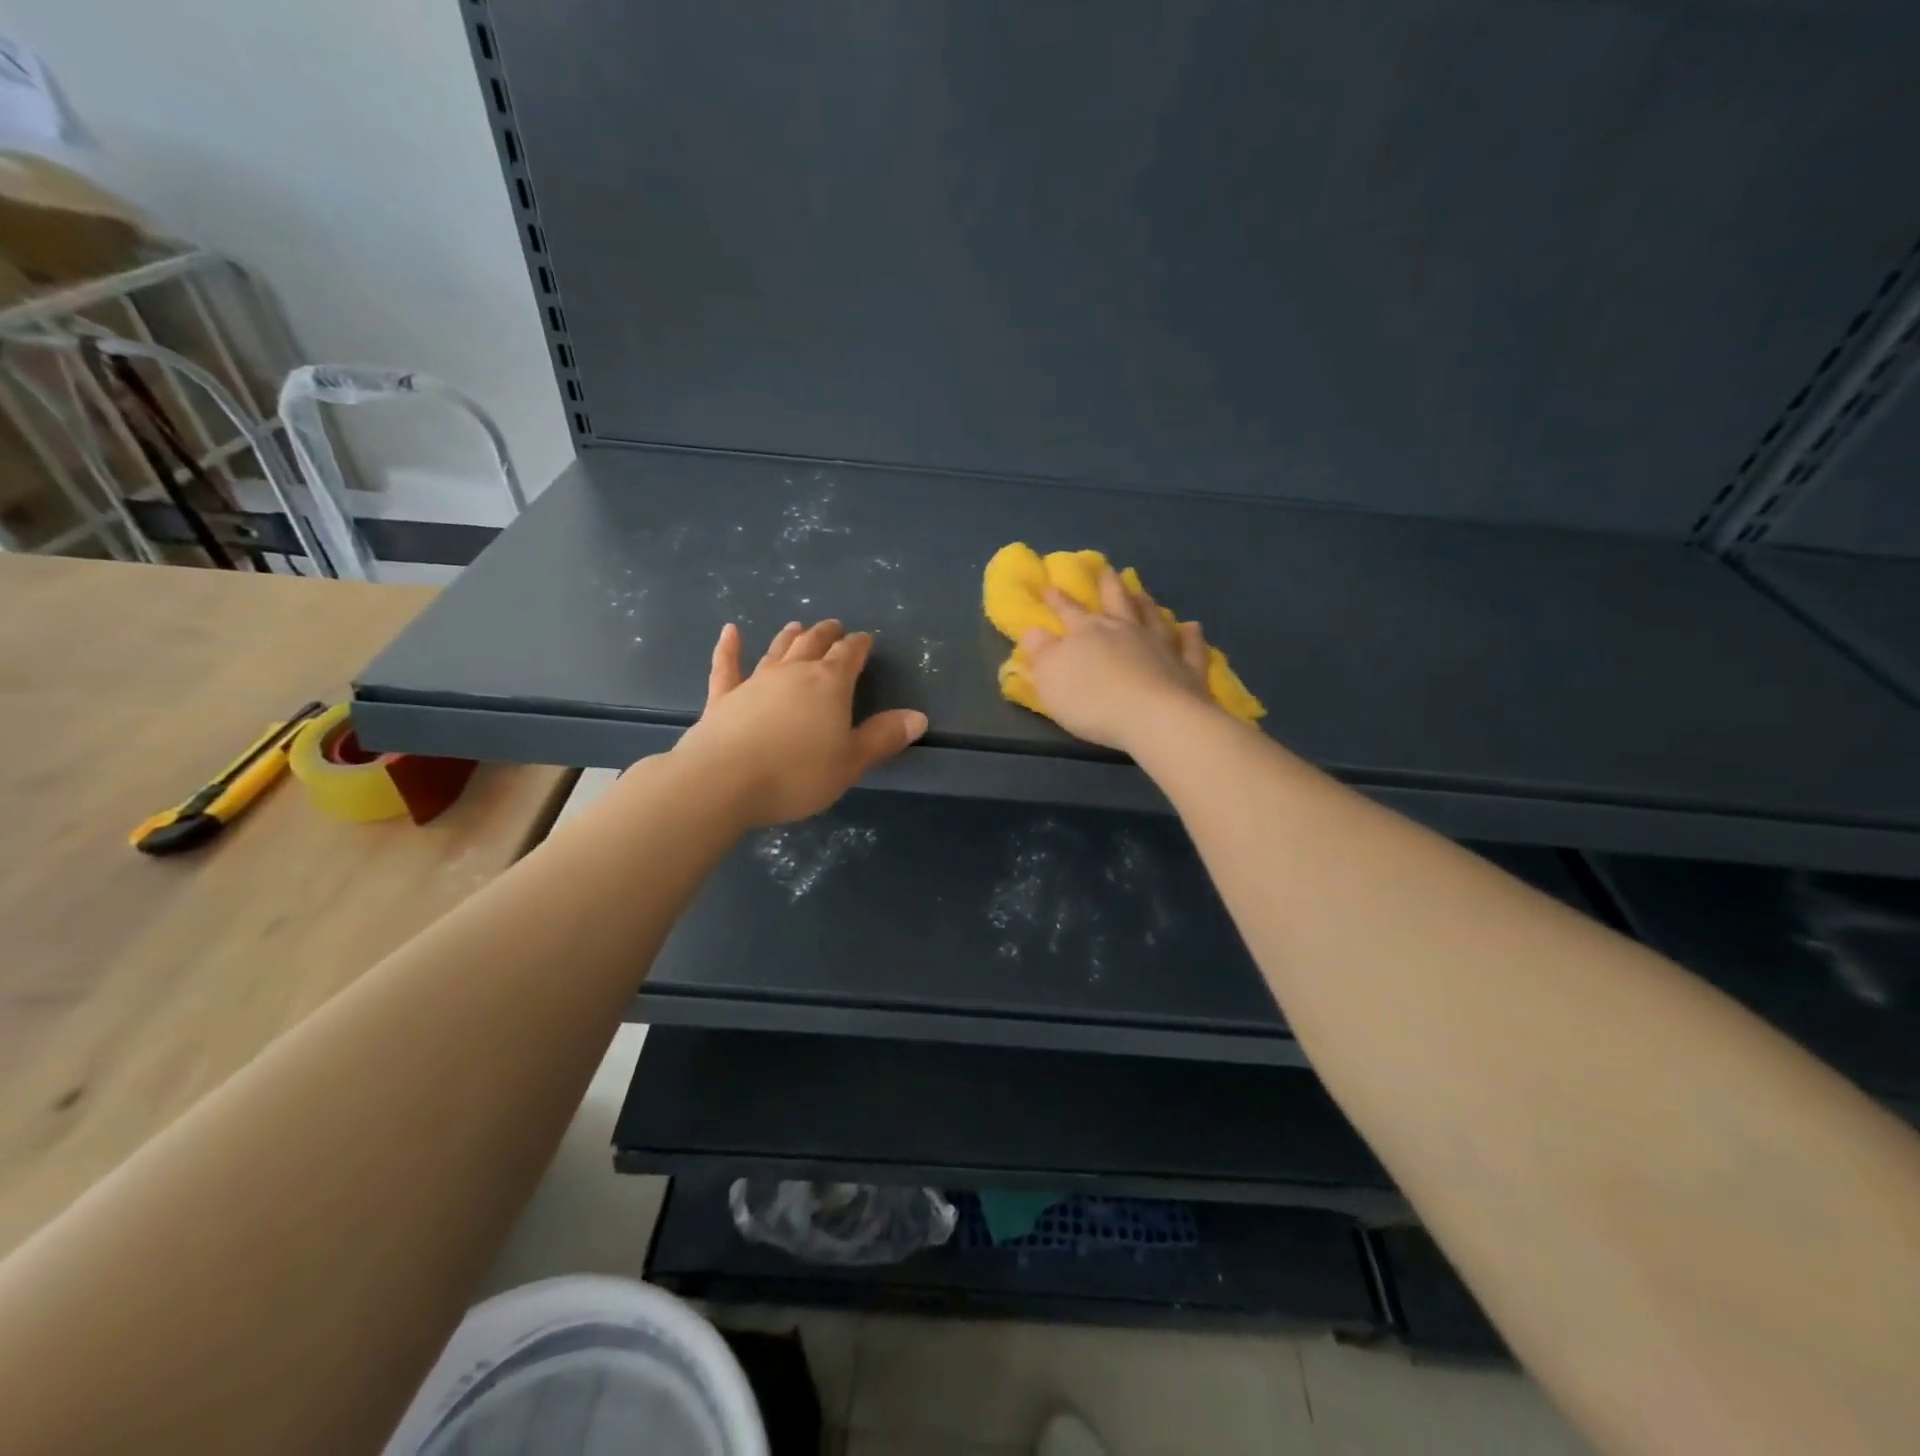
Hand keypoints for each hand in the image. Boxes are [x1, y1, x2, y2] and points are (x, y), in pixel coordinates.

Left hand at [673, 619, 928, 825]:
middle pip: (813, 644)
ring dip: (789, 637)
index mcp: (829, 684)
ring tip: (797, 626)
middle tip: (834, 626)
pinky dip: (729, 648)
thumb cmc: (797, 774)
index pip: (849, 655)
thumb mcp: (851, 762)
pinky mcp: (723, 697)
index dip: (859, 645)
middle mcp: (793, 673)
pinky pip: (727, 666)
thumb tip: (918, 717)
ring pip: (777, 651)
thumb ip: (883, 737)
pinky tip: (730, 632)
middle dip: (827, 634)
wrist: (724, 781)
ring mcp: (755, 682)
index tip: (865, 639)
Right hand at [1018, 569, 1217, 752]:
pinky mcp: (1188, 669)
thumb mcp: (1051, 679)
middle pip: (1115, 602)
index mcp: (1088, 632)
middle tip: (1107, 570)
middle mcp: (1125, 630)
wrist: (1155, 719)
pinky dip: (1191, 636)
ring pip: (1152, 617)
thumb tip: (1033, 630)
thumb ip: (1041, 653)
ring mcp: (1161, 646)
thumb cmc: (1093, 701)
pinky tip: (1192, 627)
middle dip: (1108, 586)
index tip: (1049, 586)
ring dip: (1146, 604)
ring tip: (1142, 592)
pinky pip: (1191, 648)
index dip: (1057, 600)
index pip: (1068, 611)